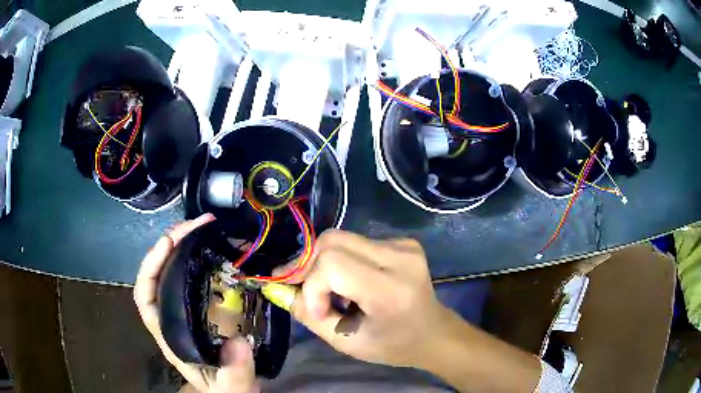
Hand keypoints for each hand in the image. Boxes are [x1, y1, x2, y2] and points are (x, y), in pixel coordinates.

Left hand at [134, 214, 259, 392]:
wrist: (233, 389)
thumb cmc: (224, 388)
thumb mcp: (232, 387)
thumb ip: (234, 371)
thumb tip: (239, 343)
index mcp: (169, 334)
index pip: (146, 296)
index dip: (151, 266)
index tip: (168, 242)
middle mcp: (172, 317)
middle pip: (159, 274)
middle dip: (172, 244)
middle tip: (197, 225)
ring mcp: (186, 309)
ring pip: (175, 270)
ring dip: (186, 245)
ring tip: (206, 228)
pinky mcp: (202, 306)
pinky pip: (195, 276)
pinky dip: (201, 257)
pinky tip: (217, 247)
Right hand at [279, 230, 454, 368]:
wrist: (434, 333)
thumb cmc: (393, 346)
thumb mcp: (347, 342)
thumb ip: (309, 316)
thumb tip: (281, 290)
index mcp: (390, 289)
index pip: (332, 264)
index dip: (312, 285)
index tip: (315, 311)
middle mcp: (400, 257)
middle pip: (333, 241)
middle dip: (309, 266)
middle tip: (303, 290)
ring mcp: (404, 245)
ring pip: (342, 239)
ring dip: (324, 263)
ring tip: (327, 290)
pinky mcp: (403, 241)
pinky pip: (357, 242)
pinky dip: (342, 260)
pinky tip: (349, 282)